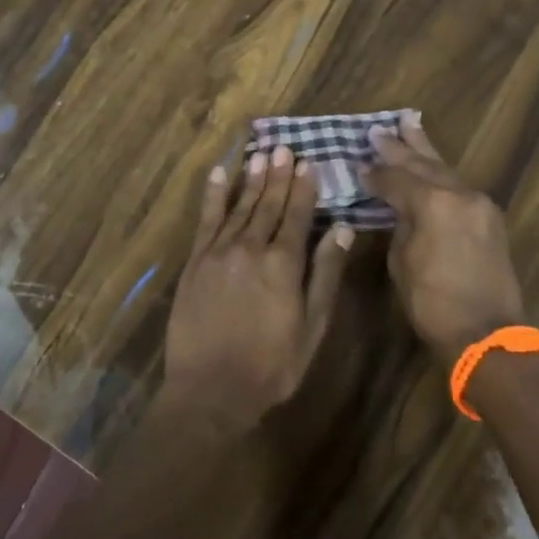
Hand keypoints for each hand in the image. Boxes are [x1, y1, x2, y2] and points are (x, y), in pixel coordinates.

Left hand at [162, 145, 352, 430]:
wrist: (211, 390)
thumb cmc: (271, 365)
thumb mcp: (313, 326)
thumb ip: (326, 274)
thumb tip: (344, 229)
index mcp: (284, 264)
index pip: (297, 215)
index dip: (304, 188)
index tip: (308, 163)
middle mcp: (251, 248)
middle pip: (268, 204)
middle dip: (278, 175)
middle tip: (284, 147)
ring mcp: (219, 253)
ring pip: (239, 206)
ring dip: (251, 178)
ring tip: (260, 153)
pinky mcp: (195, 263)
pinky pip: (206, 221)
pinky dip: (213, 196)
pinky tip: (219, 175)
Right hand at [362, 113, 525, 366]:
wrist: (487, 333)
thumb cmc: (433, 303)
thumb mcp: (403, 262)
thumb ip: (400, 224)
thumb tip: (398, 207)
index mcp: (433, 203)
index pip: (396, 178)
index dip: (374, 174)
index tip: (357, 165)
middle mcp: (459, 193)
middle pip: (423, 163)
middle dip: (400, 146)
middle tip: (379, 128)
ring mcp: (479, 203)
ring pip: (445, 169)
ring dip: (425, 150)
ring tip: (409, 123)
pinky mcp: (489, 217)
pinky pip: (459, 186)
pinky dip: (441, 173)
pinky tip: (431, 165)